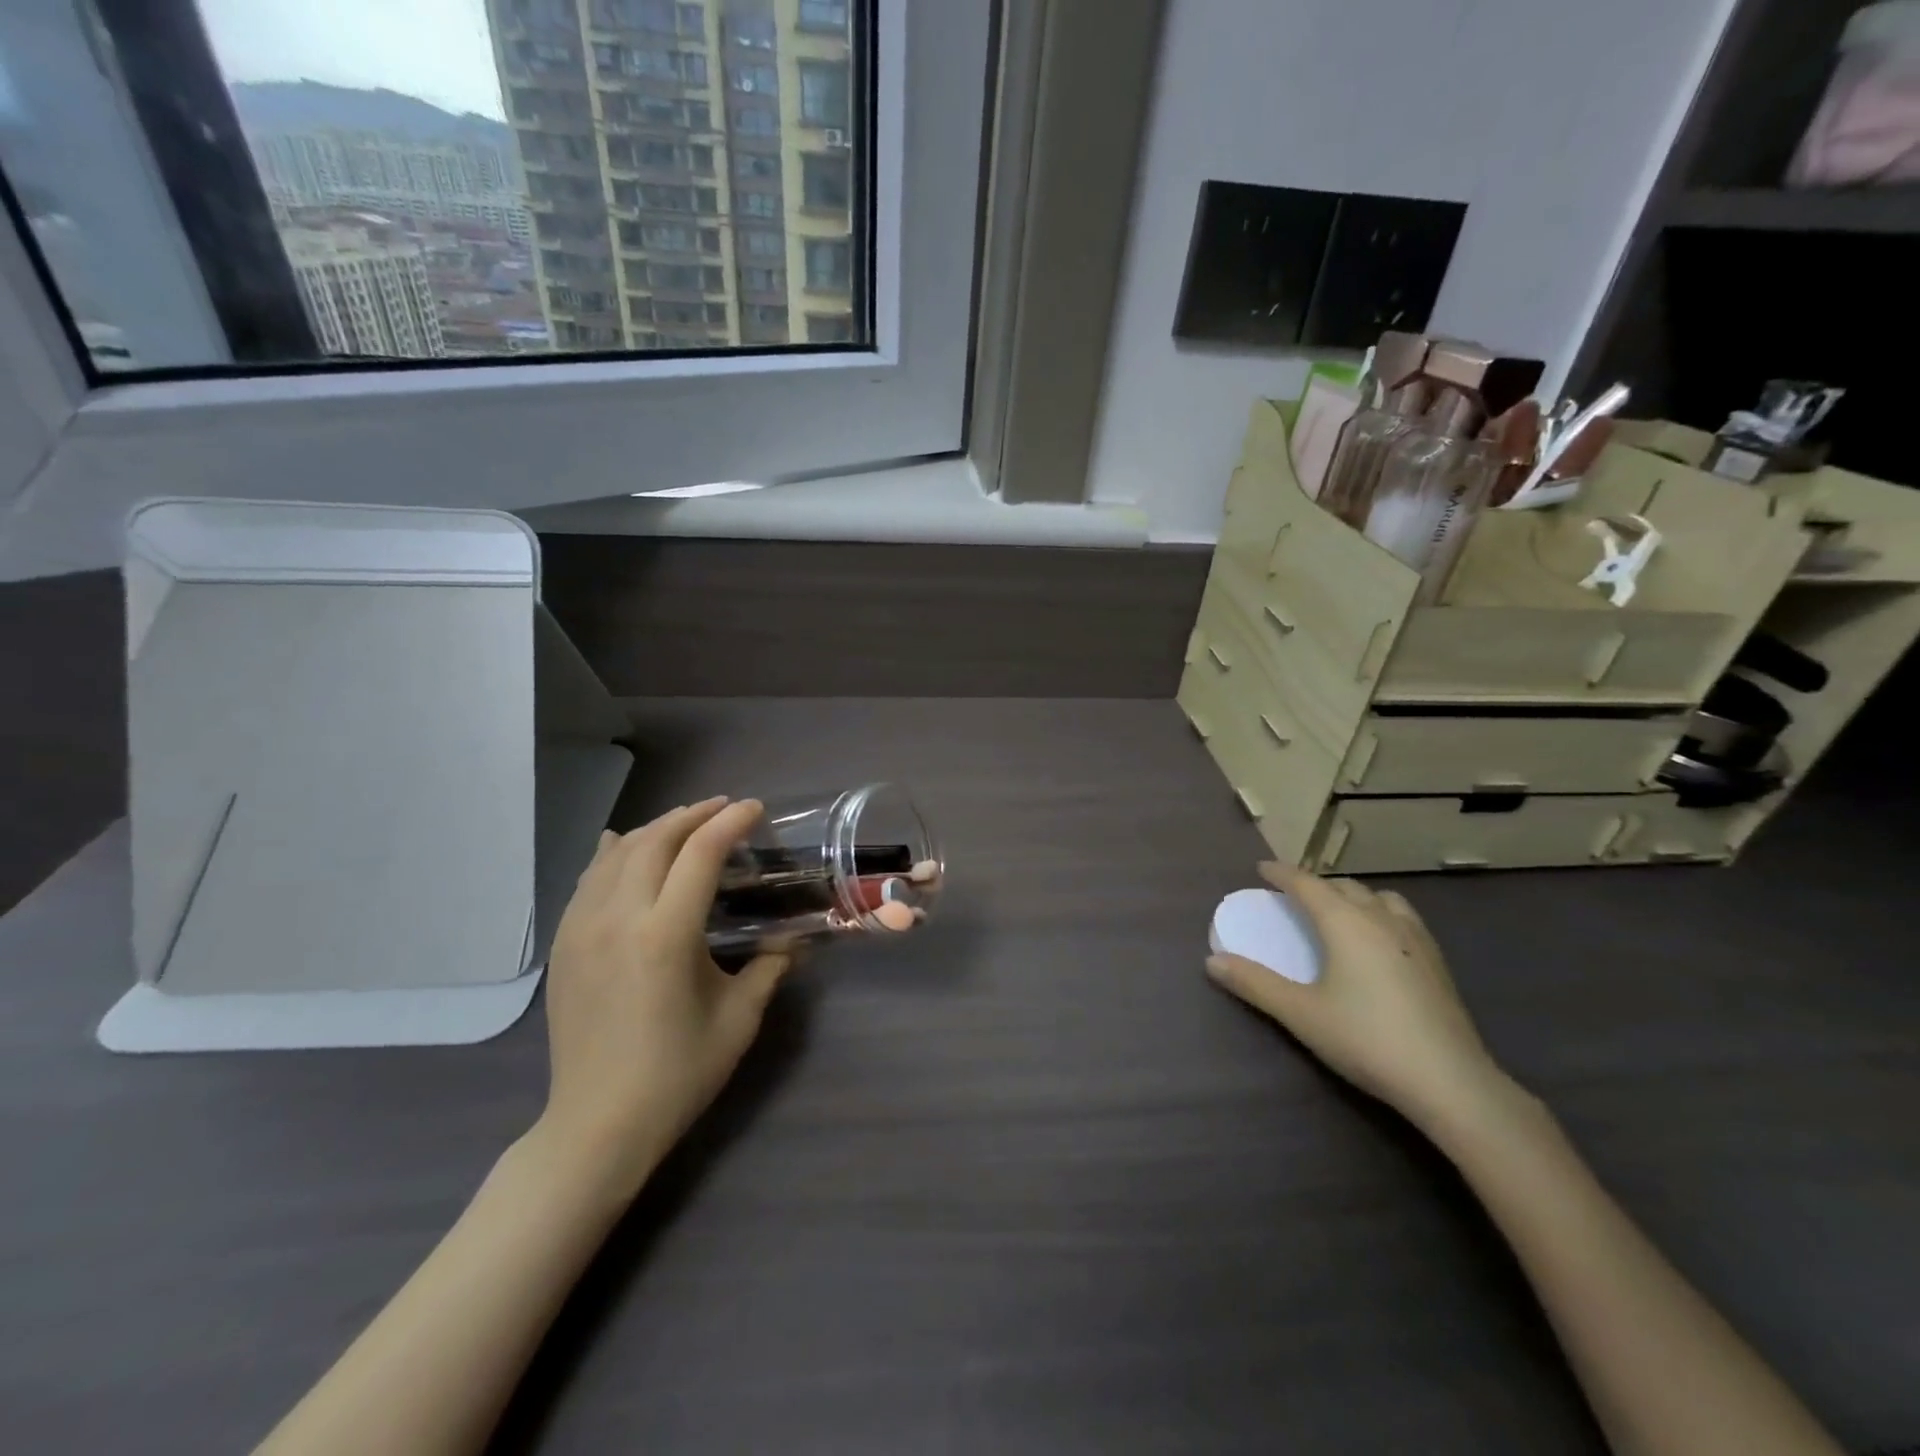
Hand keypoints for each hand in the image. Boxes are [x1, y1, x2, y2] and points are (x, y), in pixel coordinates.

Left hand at [537, 798, 791, 1197]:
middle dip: (693, 816)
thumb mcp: (739, 1018)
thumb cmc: (678, 1073)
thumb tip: (794, 938)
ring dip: (655, 829)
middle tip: (724, 810)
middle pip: (655, 841)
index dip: (731, 823)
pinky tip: (622, 845)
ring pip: (617, 854)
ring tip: (684, 822)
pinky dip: (612, 853)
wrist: (597, 1124)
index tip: (755, 809)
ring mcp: (581, 929)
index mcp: (665, 935)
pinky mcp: (563, 944)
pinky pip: (587, 879)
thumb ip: (770, 967)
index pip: (700, 855)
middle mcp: (618, 919)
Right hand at [1206, 861, 1508, 1129]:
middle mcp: (1381, 919)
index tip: (1262, 868)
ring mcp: (1415, 938)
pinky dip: (1380, 913)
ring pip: (1379, 898)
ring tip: (1338, 912)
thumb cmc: (1366, 1039)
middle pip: (1344, 886)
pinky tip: (1377, 942)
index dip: (1282, 873)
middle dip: (1316, 884)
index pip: (1308, 884)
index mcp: (1345, 923)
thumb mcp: (1300, 1013)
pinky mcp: (1436, 962)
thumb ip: (1254, 984)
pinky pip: (1402, 917)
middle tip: (1294, 895)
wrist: (1450, 1081)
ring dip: (1353, 896)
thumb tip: (1212, 961)